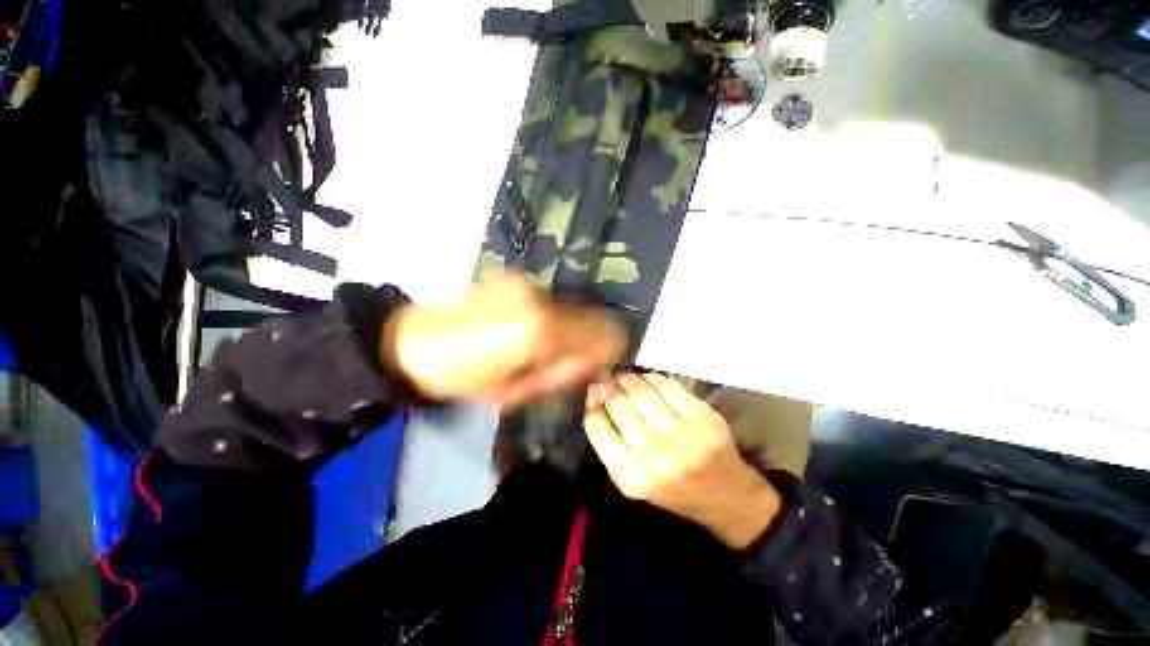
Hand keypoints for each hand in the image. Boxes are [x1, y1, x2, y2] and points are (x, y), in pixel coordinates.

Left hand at [382, 272, 624, 408]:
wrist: (414, 342)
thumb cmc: (462, 378)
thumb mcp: (514, 391)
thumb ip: (559, 374)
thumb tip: (591, 364)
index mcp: (539, 330)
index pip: (597, 335)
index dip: (608, 352)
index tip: (604, 368)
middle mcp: (539, 298)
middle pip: (592, 315)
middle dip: (596, 339)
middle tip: (582, 361)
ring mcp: (527, 285)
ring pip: (575, 306)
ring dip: (578, 328)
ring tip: (558, 349)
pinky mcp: (516, 280)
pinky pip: (555, 301)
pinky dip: (561, 318)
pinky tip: (542, 332)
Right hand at [584, 373, 780, 548]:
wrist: (729, 498)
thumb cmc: (674, 491)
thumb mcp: (635, 481)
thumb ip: (612, 445)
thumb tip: (596, 399)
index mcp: (632, 478)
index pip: (598, 428)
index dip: (592, 404)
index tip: (593, 391)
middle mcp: (657, 459)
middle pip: (619, 407)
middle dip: (609, 389)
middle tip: (607, 380)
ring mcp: (685, 439)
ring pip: (643, 395)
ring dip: (629, 380)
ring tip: (624, 378)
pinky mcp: (707, 422)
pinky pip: (671, 389)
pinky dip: (654, 379)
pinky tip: (648, 379)